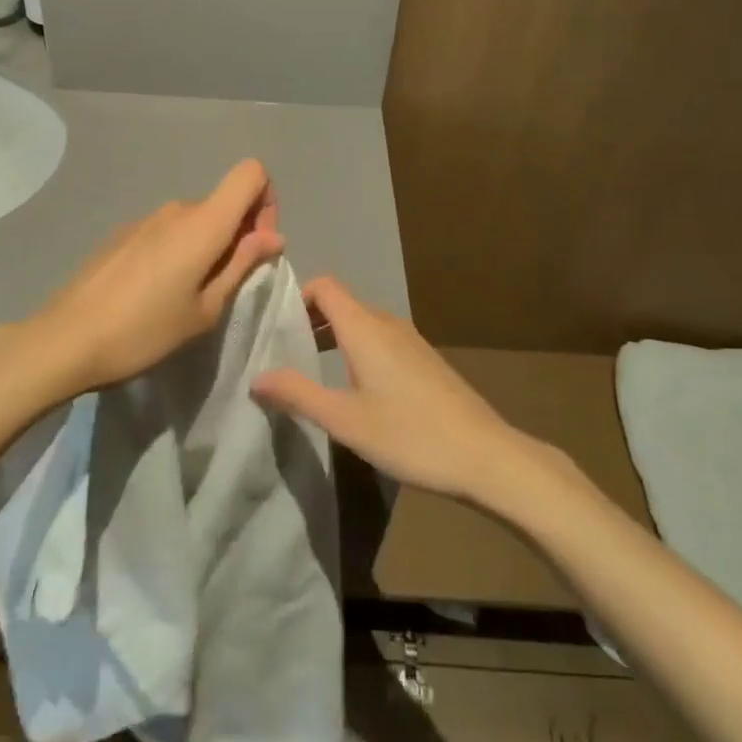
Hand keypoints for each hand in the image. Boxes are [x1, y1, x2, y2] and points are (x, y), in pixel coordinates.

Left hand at [4, 159, 283, 402]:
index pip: (251, 173)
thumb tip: (272, 236)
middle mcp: (176, 209)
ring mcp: (145, 218)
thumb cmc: (145, 331)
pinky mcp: (122, 234)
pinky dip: (177, 251)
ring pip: (195, 219)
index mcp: (203, 222)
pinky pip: (166, 231)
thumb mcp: (205, 309)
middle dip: (238, 234)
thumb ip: (241, 265)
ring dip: (206, 246)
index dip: (266, 202)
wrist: (65, 340)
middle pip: (224, 201)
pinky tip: (154, 292)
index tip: (256, 246)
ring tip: (186, 296)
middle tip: (224, 286)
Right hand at [251, 277, 532, 506]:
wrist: (486, 456)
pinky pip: (380, 339)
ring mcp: (410, 340)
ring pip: (361, 323)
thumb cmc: (410, 435)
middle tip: (283, 352)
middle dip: (309, 320)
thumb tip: (256, 377)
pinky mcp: (424, 360)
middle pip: (340, 303)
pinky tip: (353, 388)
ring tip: (311, 371)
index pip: (323, 286)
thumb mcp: (345, 420)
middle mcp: (387, 323)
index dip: (296, 297)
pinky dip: (356, 349)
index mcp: (364, 327)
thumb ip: (298, 394)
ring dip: (333, 337)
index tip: (274, 326)